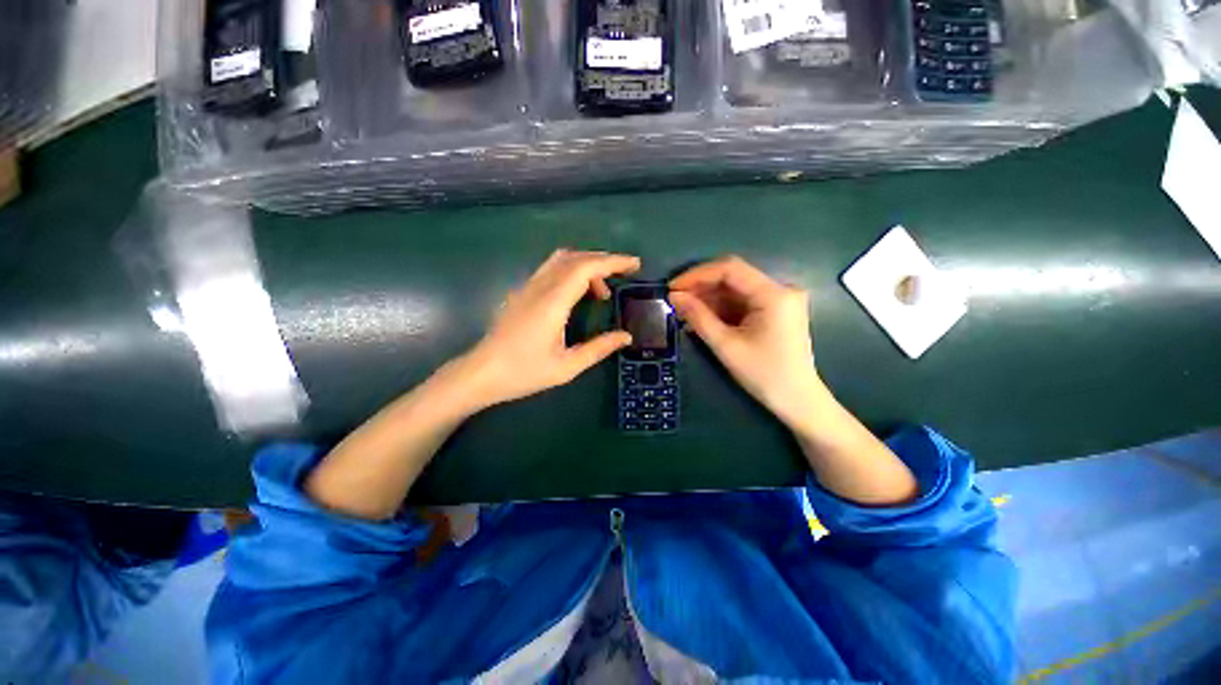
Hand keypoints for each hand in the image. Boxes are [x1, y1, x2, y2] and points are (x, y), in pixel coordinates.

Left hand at [455, 249, 639, 408]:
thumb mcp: (566, 367)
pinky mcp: (522, 292)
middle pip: (575, 257)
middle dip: (604, 260)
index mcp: (552, 303)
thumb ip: (598, 349)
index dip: (613, 262)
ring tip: (602, 288)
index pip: (586, 268)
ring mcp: (528, 287)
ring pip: (561, 259)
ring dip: (587, 264)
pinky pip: (551, 268)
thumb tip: (626, 336)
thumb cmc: (523, 373)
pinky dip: (572, 270)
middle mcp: (539, 287)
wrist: (481, 373)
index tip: (634, 264)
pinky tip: (578, 292)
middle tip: (625, 273)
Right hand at [669, 256, 828, 429]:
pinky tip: (703, 318)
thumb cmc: (764, 375)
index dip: (697, 274)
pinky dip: (721, 308)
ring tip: (685, 312)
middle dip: (701, 287)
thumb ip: (698, 317)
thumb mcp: (726, 346)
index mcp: (774, 294)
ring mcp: (780, 299)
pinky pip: (743, 301)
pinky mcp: (776, 310)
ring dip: (709, 299)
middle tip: (676, 301)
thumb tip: (674, 296)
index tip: (673, 287)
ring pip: (736, 289)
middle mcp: (780, 289)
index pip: (730, 269)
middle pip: (733, 277)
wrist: (798, 400)